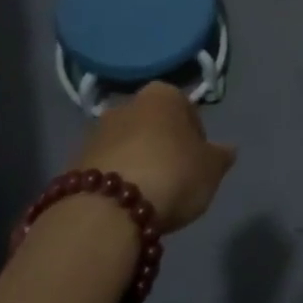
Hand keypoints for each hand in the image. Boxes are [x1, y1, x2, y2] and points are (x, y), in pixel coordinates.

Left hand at [76, 83, 236, 231]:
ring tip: (148, 198)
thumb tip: (227, 149)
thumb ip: (220, 156)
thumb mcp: (211, 169)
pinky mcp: (74, 161)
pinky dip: (116, 182)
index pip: (187, 110)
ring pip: (127, 146)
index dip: (197, 138)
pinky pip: (106, 169)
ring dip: (137, 164)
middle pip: (153, 126)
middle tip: (174, 180)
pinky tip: (124, 207)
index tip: (198, 164)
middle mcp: (127, 103)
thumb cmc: (172, 174)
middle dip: (162, 147)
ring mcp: (97, 131)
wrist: (108, 208)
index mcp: (162, 94)